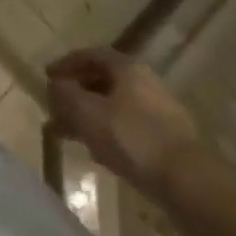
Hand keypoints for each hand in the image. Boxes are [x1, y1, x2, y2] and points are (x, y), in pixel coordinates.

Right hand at [45, 49, 204, 203]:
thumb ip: (65, 95)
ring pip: (114, 106)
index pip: (90, 55)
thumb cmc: (132, 138)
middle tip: (56, 110)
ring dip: (90, 116)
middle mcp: (145, 82)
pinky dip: (108, 132)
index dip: (66, 64)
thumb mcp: (87, 113)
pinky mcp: (167, 138)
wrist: (187, 181)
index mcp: (127, 68)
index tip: (47, 77)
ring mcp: (159, 111)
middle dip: (76, 94)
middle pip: (102, 80)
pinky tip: (98, 152)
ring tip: (71, 135)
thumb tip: (56, 84)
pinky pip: (128, 126)